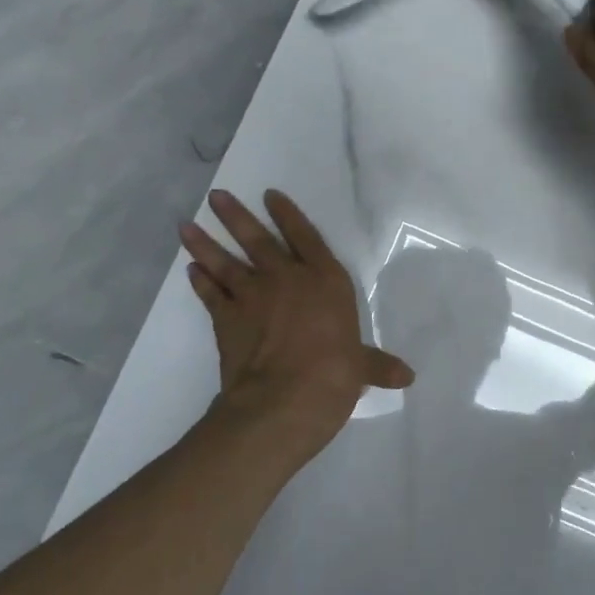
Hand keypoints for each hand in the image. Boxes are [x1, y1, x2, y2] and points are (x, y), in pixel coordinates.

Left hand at [181, 190, 413, 452]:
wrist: (284, 399)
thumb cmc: (334, 375)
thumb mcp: (361, 368)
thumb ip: (377, 365)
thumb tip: (407, 377)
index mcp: (325, 281)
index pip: (306, 238)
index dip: (288, 215)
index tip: (269, 195)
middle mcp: (286, 279)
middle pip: (258, 240)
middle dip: (236, 216)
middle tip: (216, 196)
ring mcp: (252, 296)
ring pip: (225, 262)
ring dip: (205, 243)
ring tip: (186, 225)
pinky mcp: (226, 319)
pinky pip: (210, 294)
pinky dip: (200, 281)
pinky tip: (191, 270)